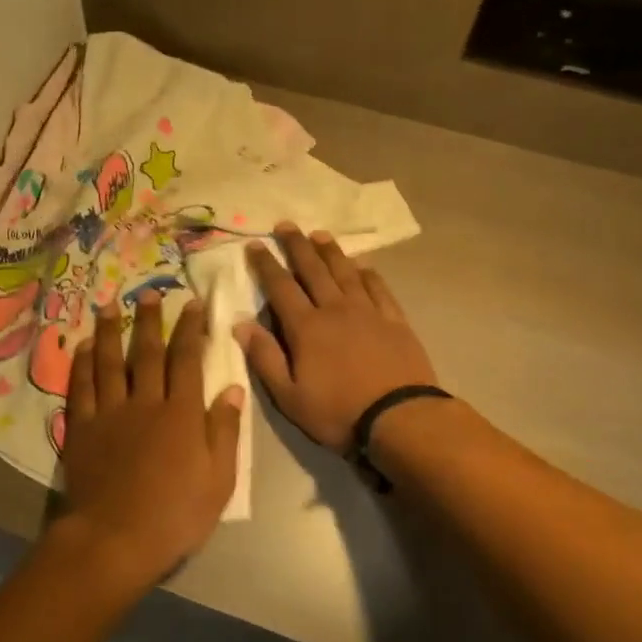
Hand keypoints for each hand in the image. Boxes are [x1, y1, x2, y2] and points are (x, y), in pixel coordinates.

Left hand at [48, 293, 244, 593]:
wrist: (116, 539)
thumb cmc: (176, 515)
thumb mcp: (219, 480)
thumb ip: (225, 431)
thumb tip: (233, 388)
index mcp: (182, 414)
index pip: (188, 360)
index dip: (191, 330)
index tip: (192, 305)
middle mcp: (146, 402)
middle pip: (147, 353)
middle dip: (150, 321)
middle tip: (150, 293)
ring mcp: (110, 413)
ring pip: (110, 362)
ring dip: (110, 332)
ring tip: (110, 306)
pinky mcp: (82, 428)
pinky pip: (81, 388)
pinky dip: (82, 365)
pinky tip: (82, 347)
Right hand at [238, 224, 437, 453]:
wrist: (400, 417)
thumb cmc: (338, 412)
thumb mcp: (289, 396)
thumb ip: (264, 358)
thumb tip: (241, 324)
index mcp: (306, 327)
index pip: (280, 287)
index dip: (266, 265)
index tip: (255, 245)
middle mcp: (336, 309)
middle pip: (313, 270)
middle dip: (297, 246)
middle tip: (286, 224)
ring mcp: (368, 312)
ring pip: (345, 272)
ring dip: (331, 252)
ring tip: (320, 234)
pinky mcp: (395, 320)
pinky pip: (378, 288)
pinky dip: (368, 273)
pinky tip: (363, 266)